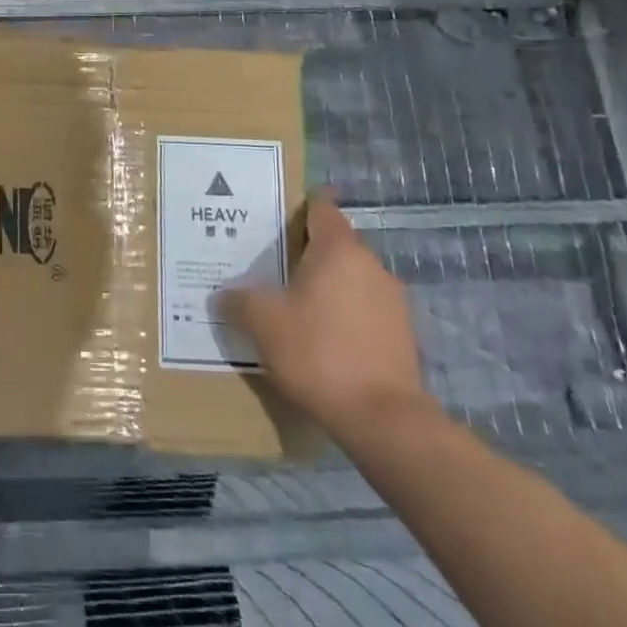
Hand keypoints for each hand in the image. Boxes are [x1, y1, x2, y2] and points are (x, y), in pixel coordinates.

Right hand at [220, 193, 432, 440]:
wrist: (383, 419)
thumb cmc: (318, 352)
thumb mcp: (263, 322)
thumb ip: (239, 300)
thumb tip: (224, 294)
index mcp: (339, 250)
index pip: (322, 209)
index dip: (300, 207)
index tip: (277, 216)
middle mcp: (371, 266)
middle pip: (335, 245)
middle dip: (306, 253)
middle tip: (271, 267)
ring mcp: (392, 302)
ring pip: (351, 280)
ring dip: (326, 287)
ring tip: (293, 307)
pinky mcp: (402, 336)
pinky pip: (364, 311)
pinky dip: (343, 316)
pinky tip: (321, 340)